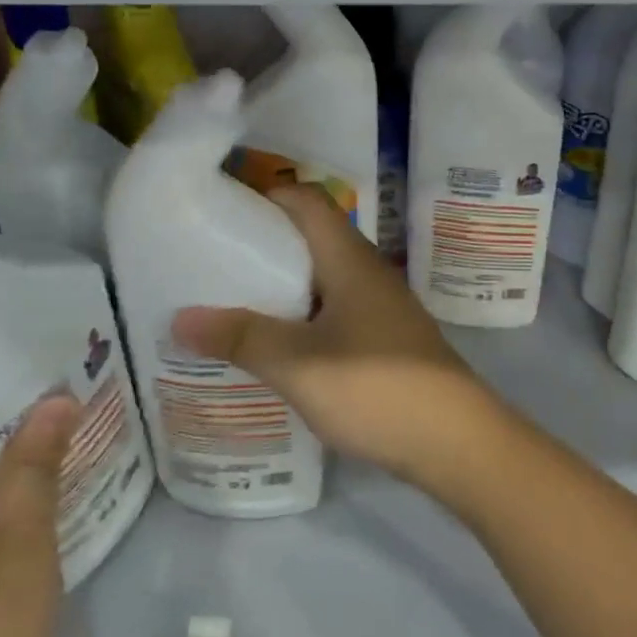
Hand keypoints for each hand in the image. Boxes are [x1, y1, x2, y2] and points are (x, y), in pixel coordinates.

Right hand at [173, 185, 502, 486]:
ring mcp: (380, 304)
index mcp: (349, 258)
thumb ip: (242, 338)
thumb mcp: (299, 365)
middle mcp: (367, 270)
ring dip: (283, 284)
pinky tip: (278, 345)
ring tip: (234, 304)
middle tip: (213, 263)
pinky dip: (303, 315)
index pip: (307, 200)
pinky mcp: (386, 337)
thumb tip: (180, 317)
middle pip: (312, 236)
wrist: (456, 440)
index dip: (266, 196)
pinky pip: (335, 308)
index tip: (221, 211)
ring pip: (323, 276)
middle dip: (264, 244)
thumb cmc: (377, 388)